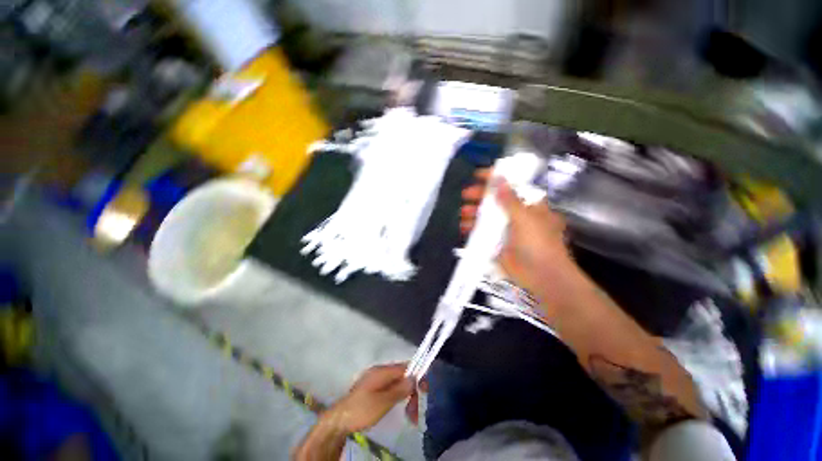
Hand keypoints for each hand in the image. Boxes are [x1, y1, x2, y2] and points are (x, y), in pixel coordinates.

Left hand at [323, 364, 413, 432]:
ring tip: (409, 416)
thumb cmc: (361, 410)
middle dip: (411, 391)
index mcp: (382, 371)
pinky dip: (398, 398)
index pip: (405, 366)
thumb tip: (414, 378)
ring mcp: (376, 380)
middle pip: (402, 376)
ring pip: (397, 384)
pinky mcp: (373, 388)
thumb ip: (399, 389)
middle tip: (414, 413)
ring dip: (406, 397)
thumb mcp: (383, 402)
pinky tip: (399, 409)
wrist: (339, 420)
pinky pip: (391, 389)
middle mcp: (380, 371)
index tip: (425, 390)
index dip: (417, 375)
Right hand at [461, 169, 578, 310]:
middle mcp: (517, 215)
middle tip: (465, 195)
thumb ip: (509, 199)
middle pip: (495, 200)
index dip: (496, 178)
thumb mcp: (525, 218)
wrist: (541, 276)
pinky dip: (472, 228)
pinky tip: (464, 227)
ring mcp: (506, 229)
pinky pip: (482, 232)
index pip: (511, 186)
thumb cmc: (538, 243)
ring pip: (486, 216)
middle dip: (480, 196)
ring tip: (464, 213)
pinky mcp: (497, 242)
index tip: (478, 175)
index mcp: (529, 205)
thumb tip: (498, 178)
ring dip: (474, 213)